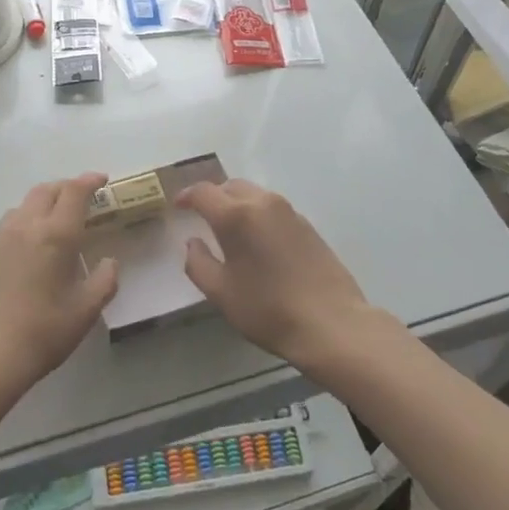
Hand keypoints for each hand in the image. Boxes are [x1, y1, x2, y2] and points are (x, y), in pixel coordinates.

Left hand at [0, 173, 118, 398]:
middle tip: (81, 198)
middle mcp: (25, 228)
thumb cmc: (41, 333)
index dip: (90, 181)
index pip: (74, 192)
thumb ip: (103, 282)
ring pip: (21, 206)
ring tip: (53, 220)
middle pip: (45, 191)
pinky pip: (6, 229)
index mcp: (56, 235)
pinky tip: (27, 251)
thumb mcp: (85, 312)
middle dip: (65, 187)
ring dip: (41, 203)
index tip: (102, 180)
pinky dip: (23, 226)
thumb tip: (109, 263)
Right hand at [177, 179, 398, 375]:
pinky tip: (257, 240)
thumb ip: (198, 263)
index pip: (204, 192)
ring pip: (254, 195)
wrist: (331, 323)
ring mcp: (289, 212)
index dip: (186, 196)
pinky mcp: (307, 225)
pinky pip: (273, 209)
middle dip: (213, 197)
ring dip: (236, 204)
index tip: (177, 205)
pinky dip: (257, 214)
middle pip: (230, 186)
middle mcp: (263, 203)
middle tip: (201, 216)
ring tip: (228, 229)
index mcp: (236, 215)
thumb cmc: (268, 310)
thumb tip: (192, 243)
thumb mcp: (221, 293)